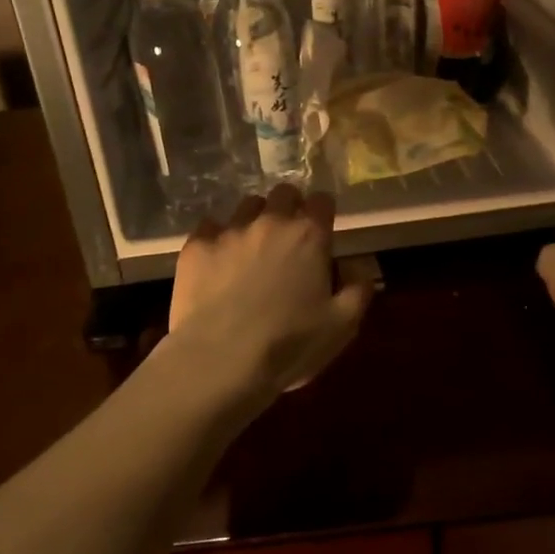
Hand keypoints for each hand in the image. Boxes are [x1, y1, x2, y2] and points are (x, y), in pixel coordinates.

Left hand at [168, 185, 371, 400]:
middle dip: (289, 207)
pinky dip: (217, 238)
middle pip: (283, 193)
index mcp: (308, 236)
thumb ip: (358, 289)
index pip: (322, 200)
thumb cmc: (288, 344)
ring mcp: (230, 231)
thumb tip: (358, 268)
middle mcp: (270, 222)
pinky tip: (217, 261)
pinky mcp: (196, 246)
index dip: (323, 213)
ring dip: (254, 220)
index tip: (321, 230)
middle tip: (288, 237)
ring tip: (251, 248)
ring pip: (247, 206)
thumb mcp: (342, 326)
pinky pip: (210, 227)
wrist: (220, 360)